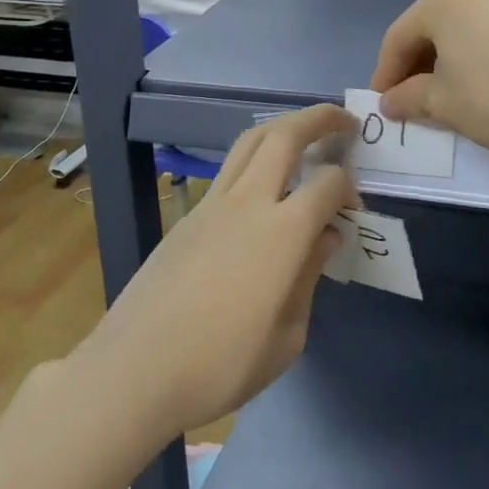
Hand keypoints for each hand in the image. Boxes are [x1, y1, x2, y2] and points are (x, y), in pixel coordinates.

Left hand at [72, 104, 355, 443]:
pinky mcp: (189, 213)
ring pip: (251, 140)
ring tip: (304, 131)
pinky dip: (256, 156)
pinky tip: (264, 181)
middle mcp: (249, 202)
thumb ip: (309, 276)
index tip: (352, 212)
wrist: (136, 370)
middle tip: (345, 121)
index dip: (348, 189)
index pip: (328, 183)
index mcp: (282, 233)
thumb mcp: (286, 337)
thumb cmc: (221, 366)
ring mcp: (213, 202)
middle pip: (286, 135)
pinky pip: (230, 167)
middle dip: (320, 119)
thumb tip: (325, 235)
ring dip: (283, 126)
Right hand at [371, 0, 488, 160]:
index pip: (399, 37)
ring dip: (450, 59)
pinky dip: (480, 54)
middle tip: (410, 101)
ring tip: (449, 94)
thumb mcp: (442, 104)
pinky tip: (485, 83)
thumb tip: (390, 102)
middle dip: (417, 65)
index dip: (386, 73)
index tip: (382, 104)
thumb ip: (408, 98)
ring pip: (465, 28)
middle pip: (432, 27)